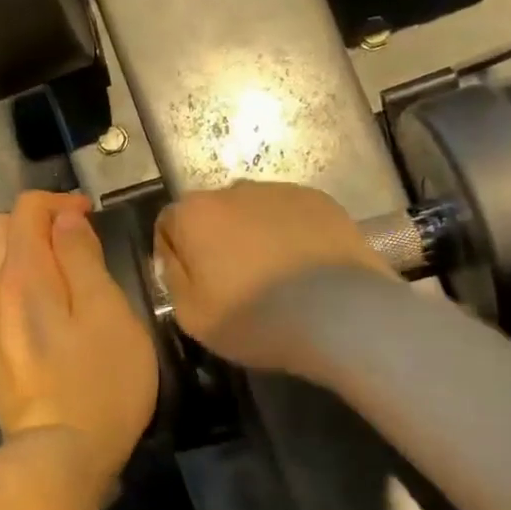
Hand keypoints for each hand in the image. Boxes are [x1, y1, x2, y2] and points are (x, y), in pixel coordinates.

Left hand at [0, 191, 158, 479]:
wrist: (59, 459)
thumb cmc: (99, 382)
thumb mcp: (107, 312)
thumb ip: (82, 258)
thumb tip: (64, 220)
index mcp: (23, 276)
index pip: (25, 210)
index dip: (59, 202)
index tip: (91, 216)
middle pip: (1, 232)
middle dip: (38, 222)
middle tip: (79, 240)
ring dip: (30, 255)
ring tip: (71, 276)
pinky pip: (0, 300)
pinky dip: (23, 286)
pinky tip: (52, 313)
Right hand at [154, 181, 392, 367]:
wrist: (341, 315)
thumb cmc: (256, 319)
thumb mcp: (191, 316)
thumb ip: (173, 277)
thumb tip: (175, 256)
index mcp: (194, 214)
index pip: (168, 225)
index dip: (176, 256)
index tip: (194, 285)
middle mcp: (232, 190)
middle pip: (212, 215)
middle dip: (216, 241)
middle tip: (235, 283)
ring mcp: (280, 190)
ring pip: (252, 212)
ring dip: (254, 235)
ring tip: (276, 277)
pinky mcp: (321, 200)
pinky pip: (291, 215)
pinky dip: (290, 234)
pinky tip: (304, 269)